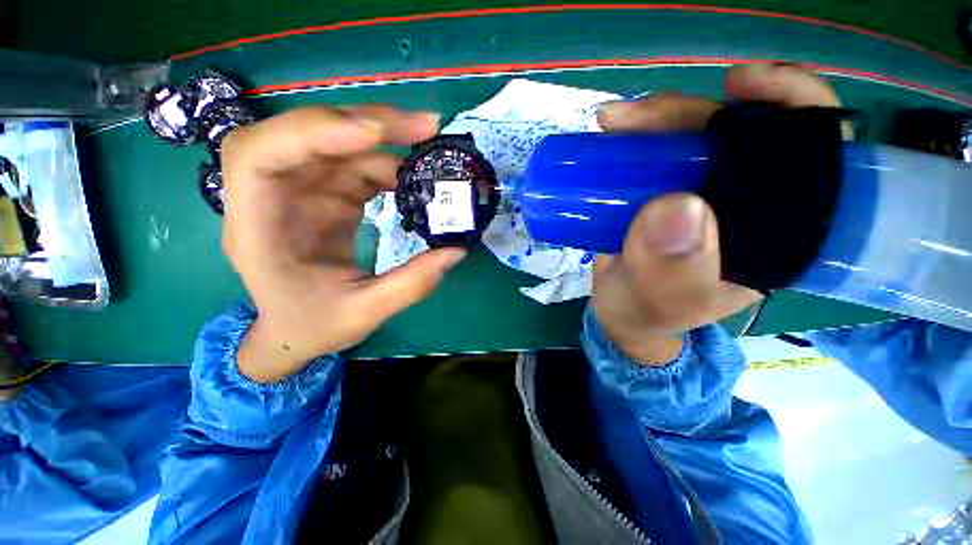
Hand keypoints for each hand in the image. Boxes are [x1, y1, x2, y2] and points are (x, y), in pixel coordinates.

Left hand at [221, 106, 464, 382]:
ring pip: (337, 144)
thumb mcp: (364, 313)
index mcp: (258, 230)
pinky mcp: (324, 195)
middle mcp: (272, 198)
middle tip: (424, 126)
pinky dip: (387, 163)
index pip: (259, 157)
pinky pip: (354, 165)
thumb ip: (411, 285)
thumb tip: (456, 250)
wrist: (296, 329)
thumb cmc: (314, 325)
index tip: (374, 135)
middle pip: (304, 135)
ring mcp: (300, 192)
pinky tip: (415, 175)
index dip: (313, 133)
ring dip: (385, 140)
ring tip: (431, 146)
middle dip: (364, 123)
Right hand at [593, 64, 843, 364]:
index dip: (792, 105)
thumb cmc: (647, 314)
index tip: (743, 84)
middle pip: (737, 134)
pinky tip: (612, 133)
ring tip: (612, 122)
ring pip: (690, 137)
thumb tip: (676, 207)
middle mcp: (742, 203)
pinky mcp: (661, 192)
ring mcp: (697, 194)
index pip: (813, 156)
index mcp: (772, 231)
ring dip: (654, 121)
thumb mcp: (661, 304)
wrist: (619, 313)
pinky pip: (655, 153)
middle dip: (691, 113)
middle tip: (635, 118)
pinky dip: (635, 136)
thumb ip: (670, 272)